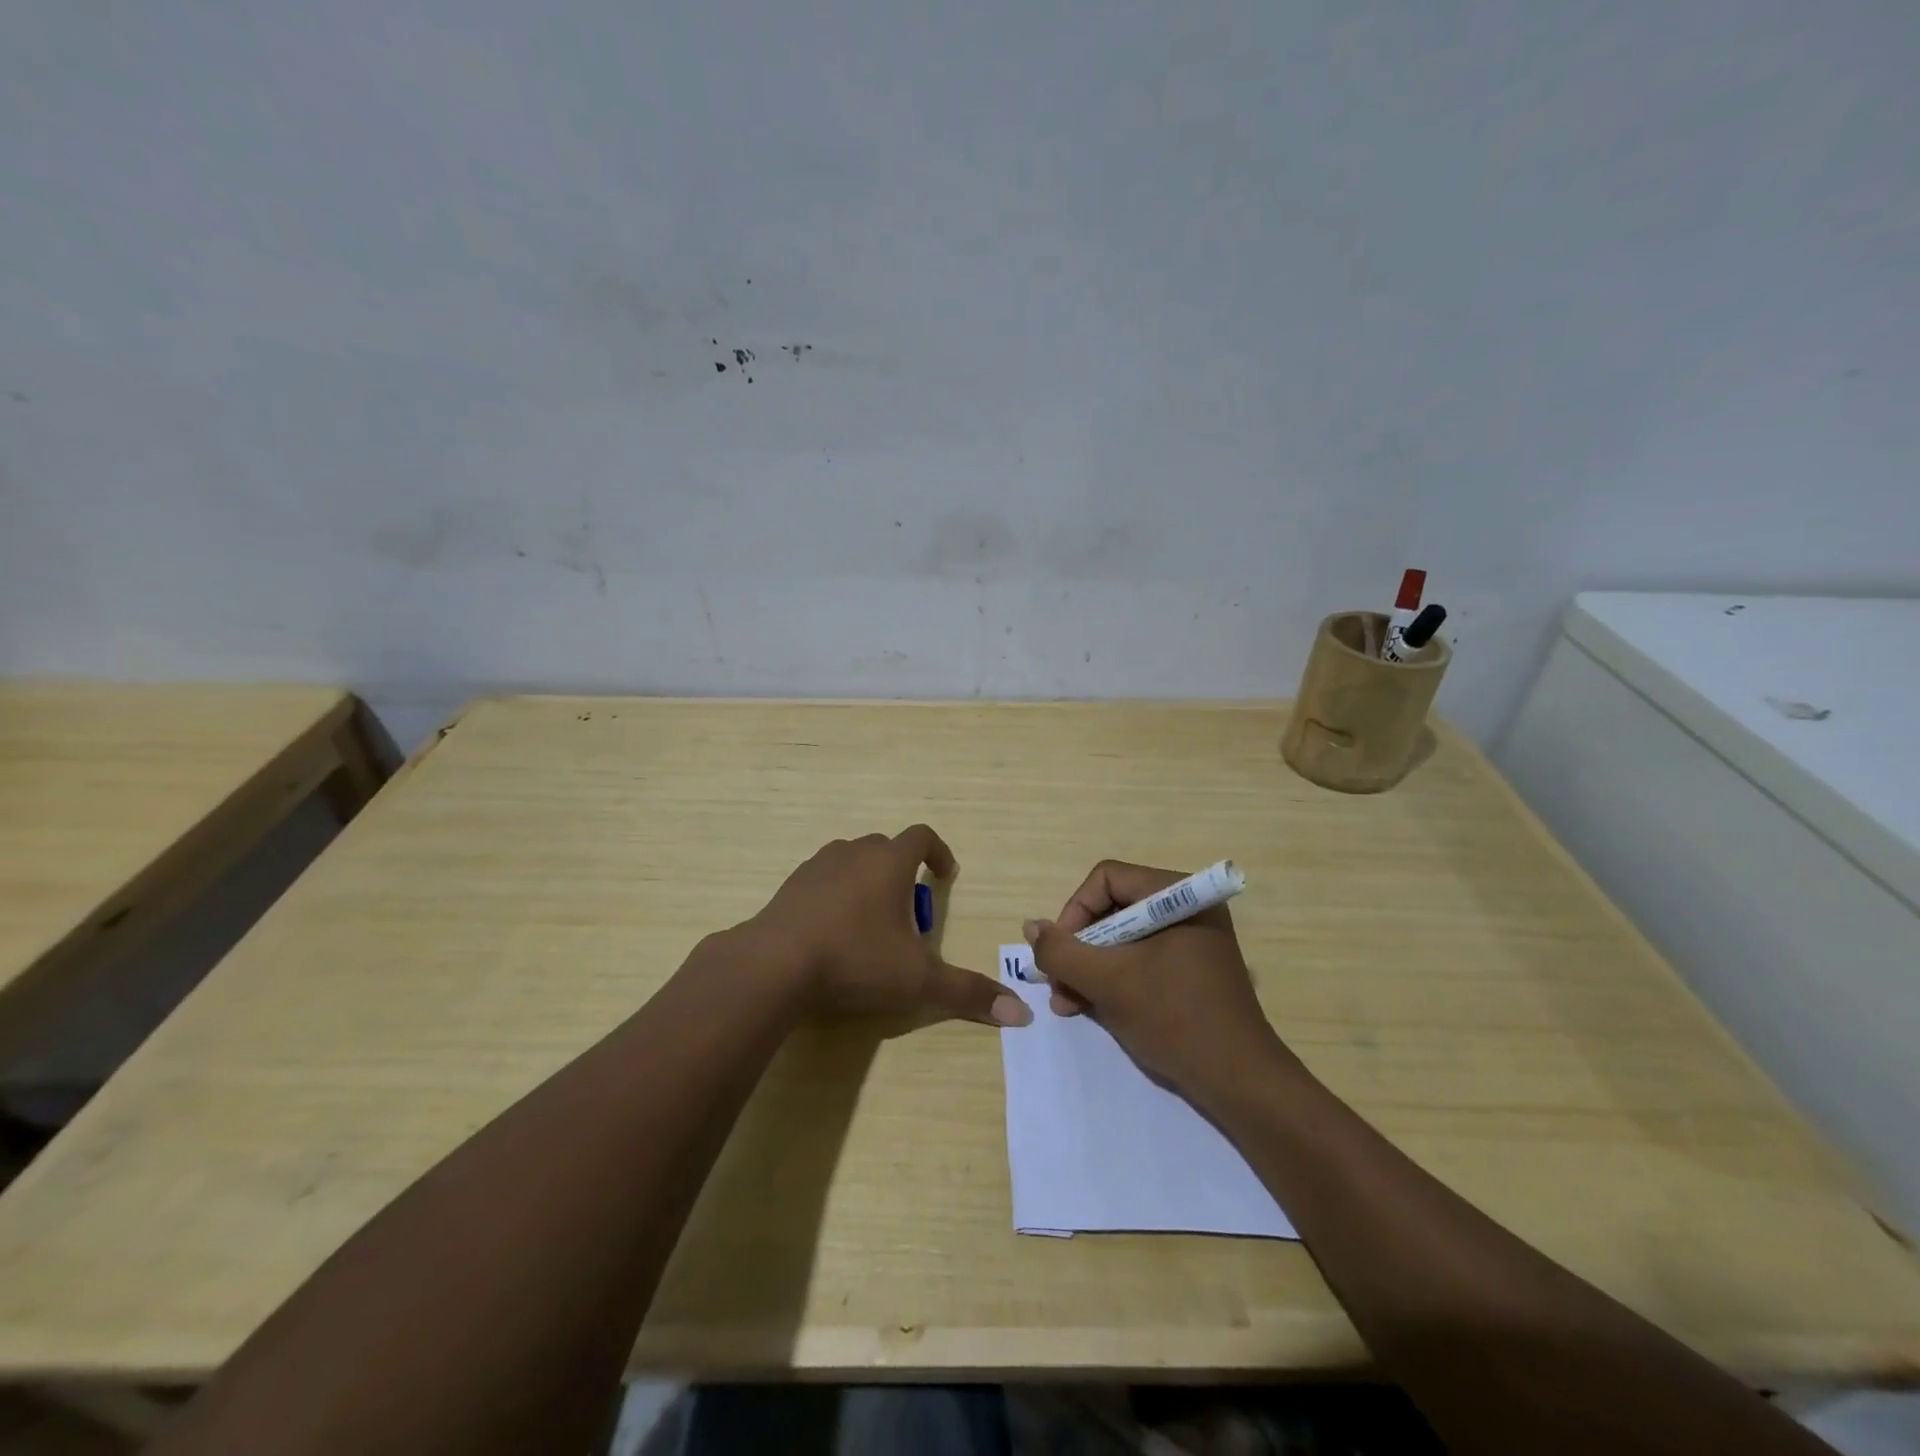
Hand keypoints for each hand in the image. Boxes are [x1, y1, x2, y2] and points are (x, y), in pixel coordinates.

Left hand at [748, 826, 1031, 1027]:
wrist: (773, 965)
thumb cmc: (855, 960)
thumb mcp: (917, 980)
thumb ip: (966, 993)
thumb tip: (1021, 1014)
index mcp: (889, 863)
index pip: (921, 837)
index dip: (939, 852)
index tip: (945, 876)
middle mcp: (853, 854)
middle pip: (886, 848)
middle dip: (903, 873)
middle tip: (909, 915)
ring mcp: (816, 867)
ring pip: (851, 861)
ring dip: (867, 881)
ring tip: (871, 923)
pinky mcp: (788, 887)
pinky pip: (821, 880)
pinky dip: (834, 895)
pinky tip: (832, 933)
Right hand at [1025, 860, 1291, 1097]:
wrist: (1240, 1082)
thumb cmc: (1175, 1018)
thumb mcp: (1108, 982)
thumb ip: (1062, 951)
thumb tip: (1031, 926)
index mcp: (1177, 894)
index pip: (1106, 879)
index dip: (1075, 911)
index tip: (1060, 952)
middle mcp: (1186, 907)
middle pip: (1113, 908)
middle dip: (1079, 948)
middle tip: (1057, 983)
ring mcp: (1191, 940)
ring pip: (1123, 939)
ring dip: (1090, 968)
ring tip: (1067, 1004)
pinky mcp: (1191, 970)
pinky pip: (1141, 960)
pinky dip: (1114, 979)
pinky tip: (1090, 1008)